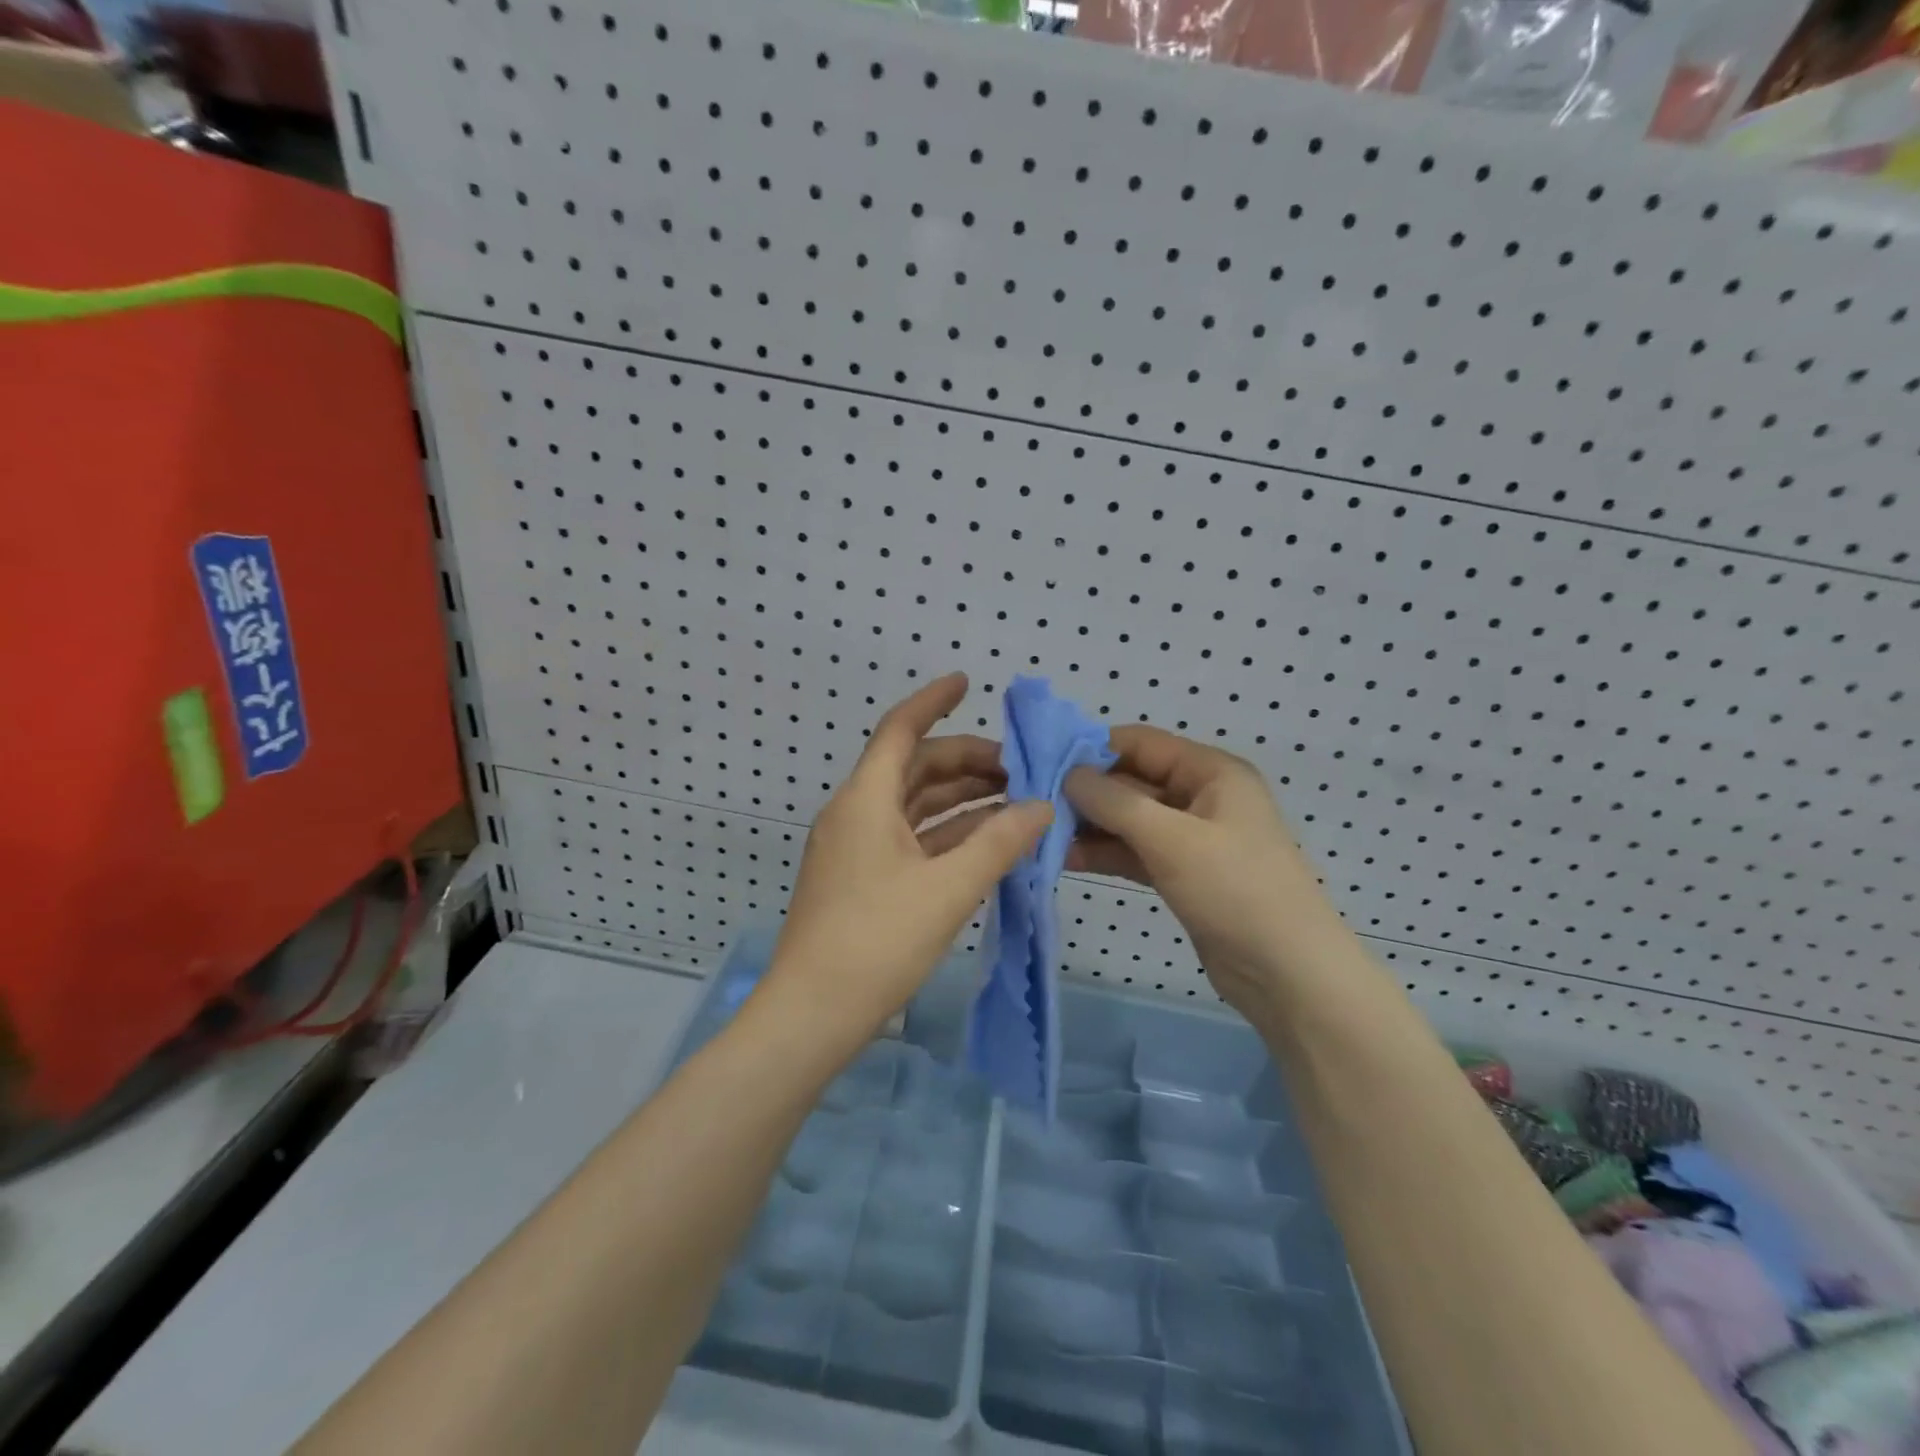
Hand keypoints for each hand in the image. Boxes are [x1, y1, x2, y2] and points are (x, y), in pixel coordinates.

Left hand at [761, 674, 1051, 1041]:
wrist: (813, 1015)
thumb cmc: (877, 942)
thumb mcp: (948, 889)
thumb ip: (999, 843)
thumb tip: (1042, 807)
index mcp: (865, 800)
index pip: (901, 730)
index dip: (933, 700)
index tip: (967, 682)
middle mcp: (856, 814)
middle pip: (914, 767)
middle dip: (966, 761)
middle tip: (1020, 768)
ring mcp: (856, 848)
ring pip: (914, 805)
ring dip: (961, 799)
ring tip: (1015, 801)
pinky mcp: (862, 879)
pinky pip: (910, 838)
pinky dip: (948, 834)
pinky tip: (986, 842)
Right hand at [1065, 726, 1347, 1020]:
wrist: (1287, 973)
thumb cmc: (1235, 890)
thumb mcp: (1171, 839)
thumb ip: (1114, 802)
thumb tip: (1067, 773)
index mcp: (1211, 772)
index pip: (1141, 743)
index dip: (1093, 748)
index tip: (1043, 761)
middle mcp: (1201, 796)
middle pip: (1132, 780)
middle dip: (1086, 791)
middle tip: (1033, 803)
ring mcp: (1191, 837)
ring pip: (1129, 819)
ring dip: (1090, 825)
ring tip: (1040, 833)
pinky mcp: (1182, 872)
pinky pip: (1135, 851)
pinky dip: (1105, 853)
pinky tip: (1065, 858)